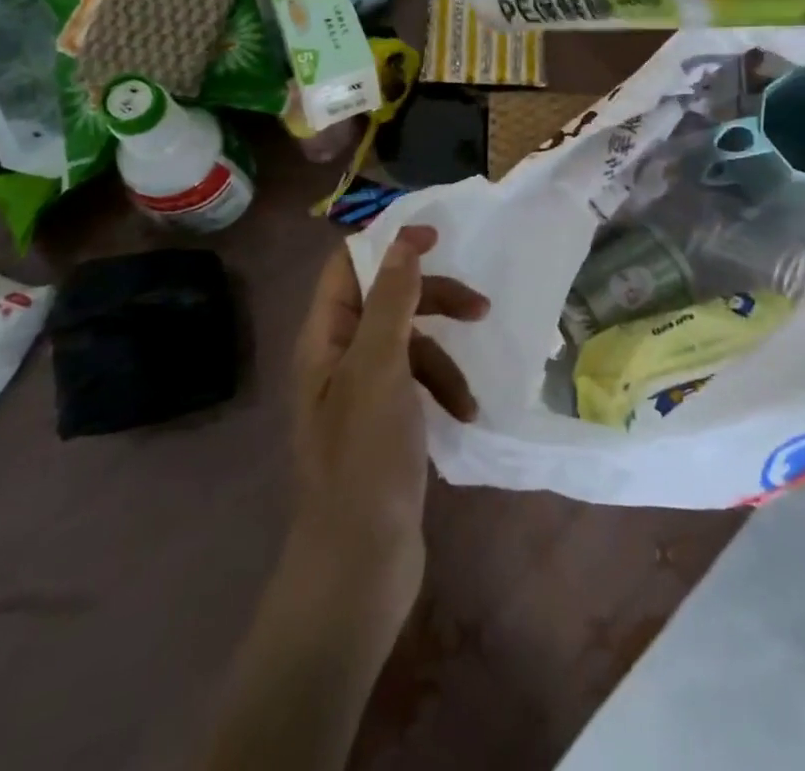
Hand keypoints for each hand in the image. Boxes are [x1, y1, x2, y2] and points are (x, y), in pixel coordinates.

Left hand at [287, 226, 488, 632]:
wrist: (358, 567)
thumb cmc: (365, 458)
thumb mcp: (380, 368)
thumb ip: (392, 300)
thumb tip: (403, 239)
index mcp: (324, 338)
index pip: (347, 265)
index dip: (389, 244)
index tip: (438, 237)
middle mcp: (338, 358)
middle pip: (386, 300)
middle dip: (432, 300)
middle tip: (479, 307)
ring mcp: (361, 393)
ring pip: (408, 344)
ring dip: (444, 357)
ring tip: (470, 391)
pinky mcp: (384, 425)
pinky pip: (416, 384)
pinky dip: (442, 391)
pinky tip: (464, 416)